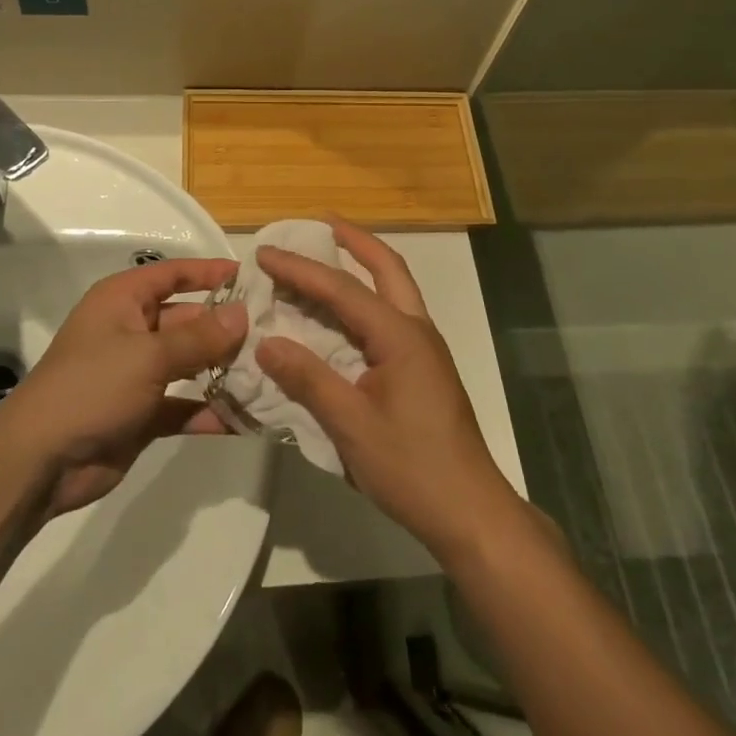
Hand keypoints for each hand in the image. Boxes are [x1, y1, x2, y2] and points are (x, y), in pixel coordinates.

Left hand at [0, 257, 246, 516]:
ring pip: (190, 363)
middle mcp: (132, 330)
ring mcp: (138, 373)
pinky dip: (211, 409)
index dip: (210, 272)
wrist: (40, 462)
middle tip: (275, 333)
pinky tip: (247, 418)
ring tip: (270, 371)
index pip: (174, 274)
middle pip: (188, 319)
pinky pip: (185, 404)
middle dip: (226, 328)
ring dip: (224, 369)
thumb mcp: (147, 356)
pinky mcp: (144, 413)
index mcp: (123, 301)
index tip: (252, 277)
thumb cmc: (91, 388)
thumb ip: (199, 338)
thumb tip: (243, 315)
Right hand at [255, 218, 520, 556]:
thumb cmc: (412, 467)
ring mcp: (424, 348)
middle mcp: (416, 330)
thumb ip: (308, 379)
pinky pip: (390, 315)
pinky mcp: (423, 368)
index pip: (342, 289)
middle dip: (353, 240)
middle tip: (319, 223)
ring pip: (393, 288)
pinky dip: (365, 298)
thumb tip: (265, 342)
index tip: (265, 252)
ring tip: (327, 255)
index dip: (300, 269)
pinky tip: (342, 314)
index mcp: (400, 336)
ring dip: (362, 266)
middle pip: (386, 267)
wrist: (470, 512)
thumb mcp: (351, 425)